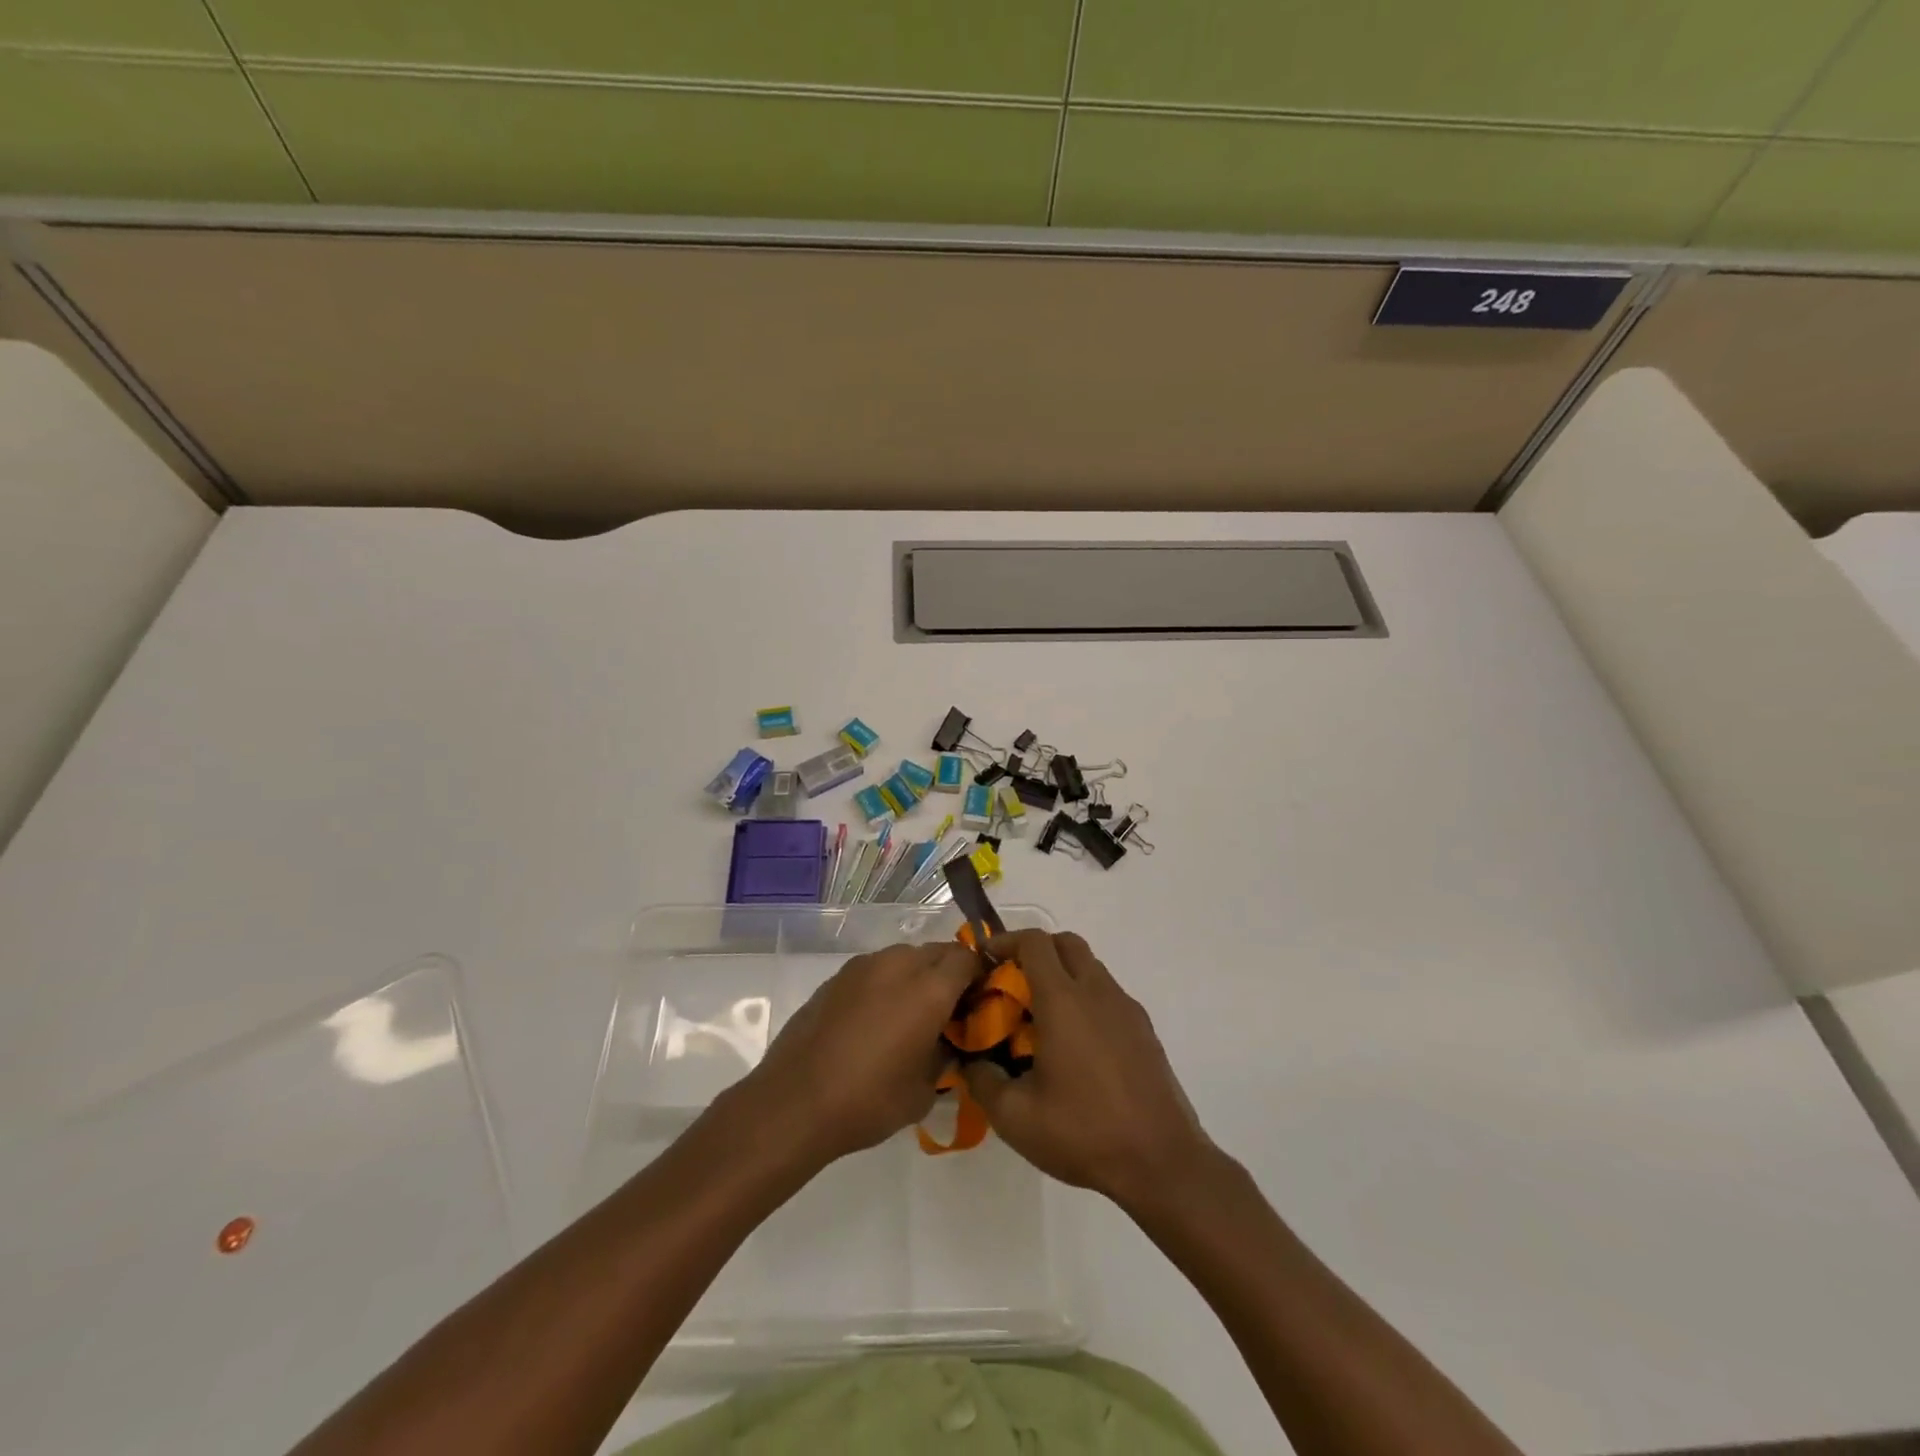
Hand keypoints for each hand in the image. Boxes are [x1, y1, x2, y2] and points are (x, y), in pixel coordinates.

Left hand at [737, 941, 978, 1167]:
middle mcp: (899, 965)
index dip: (979, 975)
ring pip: (904, 956)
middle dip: (949, 973)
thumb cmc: (868, 1101)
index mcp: (929, 988)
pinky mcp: (837, 976)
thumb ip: (945, 1056)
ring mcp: (864, 966)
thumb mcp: (923, 1091)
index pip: (968, 959)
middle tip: (948, 1010)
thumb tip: (949, 1042)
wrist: (795, 1102)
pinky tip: (874, 1018)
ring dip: (916, 975)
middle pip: (937, 952)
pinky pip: (875, 968)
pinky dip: (885, 983)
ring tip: (909, 1014)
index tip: (979, 1001)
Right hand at [963, 930, 1211, 1209]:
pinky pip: (1108, 994)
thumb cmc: (1083, 1132)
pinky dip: (1085, 998)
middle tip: (1012, 981)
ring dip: (1062, 974)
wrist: (1161, 1162)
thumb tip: (971, 1060)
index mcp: (1063, 1000)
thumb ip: (982, 1080)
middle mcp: (1097, 992)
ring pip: (1090, 967)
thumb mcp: (1015, 1116)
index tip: (985, 959)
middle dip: (1035, 950)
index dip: (1005, 941)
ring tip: (1041, 1016)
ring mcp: (1126, 1008)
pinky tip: (1075, 1045)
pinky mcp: (1144, 1030)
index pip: (1034, 942)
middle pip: (1066, 943)